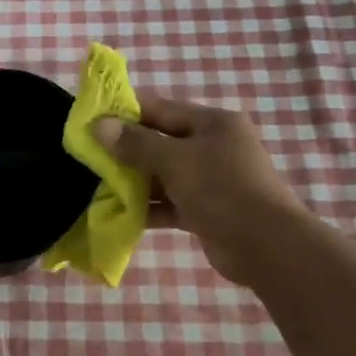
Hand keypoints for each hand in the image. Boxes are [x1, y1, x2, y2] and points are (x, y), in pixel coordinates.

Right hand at [92, 94, 310, 285]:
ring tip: (97, 186)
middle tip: (88, 156)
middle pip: (160, 142)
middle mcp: (212, 146)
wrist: (267, 246)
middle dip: (125, 150)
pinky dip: (149, 207)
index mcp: (212, 123)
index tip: (91, 120)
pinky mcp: (206, 210)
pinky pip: (170, 202)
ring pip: (163, 175)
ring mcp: (210, 180)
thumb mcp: (175, 161)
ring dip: (134, 182)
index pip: (160, 109)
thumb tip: (100, 126)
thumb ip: (136, 144)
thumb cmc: (222, 190)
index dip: (125, 112)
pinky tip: (120, 214)